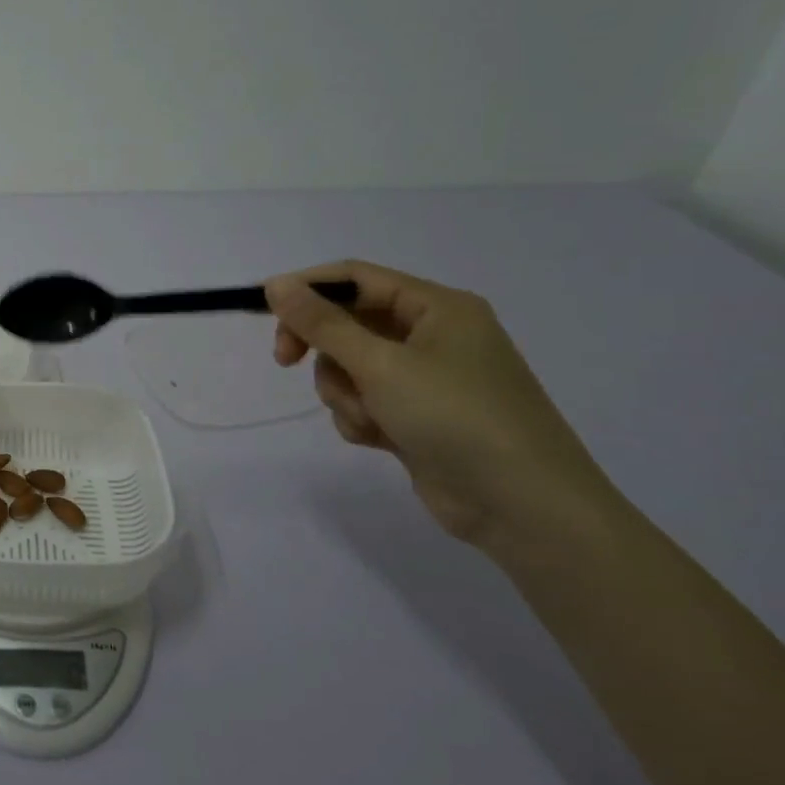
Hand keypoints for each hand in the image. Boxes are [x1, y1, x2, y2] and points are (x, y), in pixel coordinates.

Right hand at [267, 261, 621, 552]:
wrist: (522, 506)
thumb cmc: (455, 417)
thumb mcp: (380, 364)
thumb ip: (323, 323)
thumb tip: (275, 284)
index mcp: (437, 308)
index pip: (356, 278)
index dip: (306, 289)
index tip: (263, 310)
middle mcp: (433, 335)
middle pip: (348, 323)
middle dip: (321, 347)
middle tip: (285, 361)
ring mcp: (426, 378)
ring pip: (349, 367)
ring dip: (343, 392)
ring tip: (367, 419)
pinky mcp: (417, 416)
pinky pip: (365, 401)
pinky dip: (360, 418)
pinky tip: (379, 440)